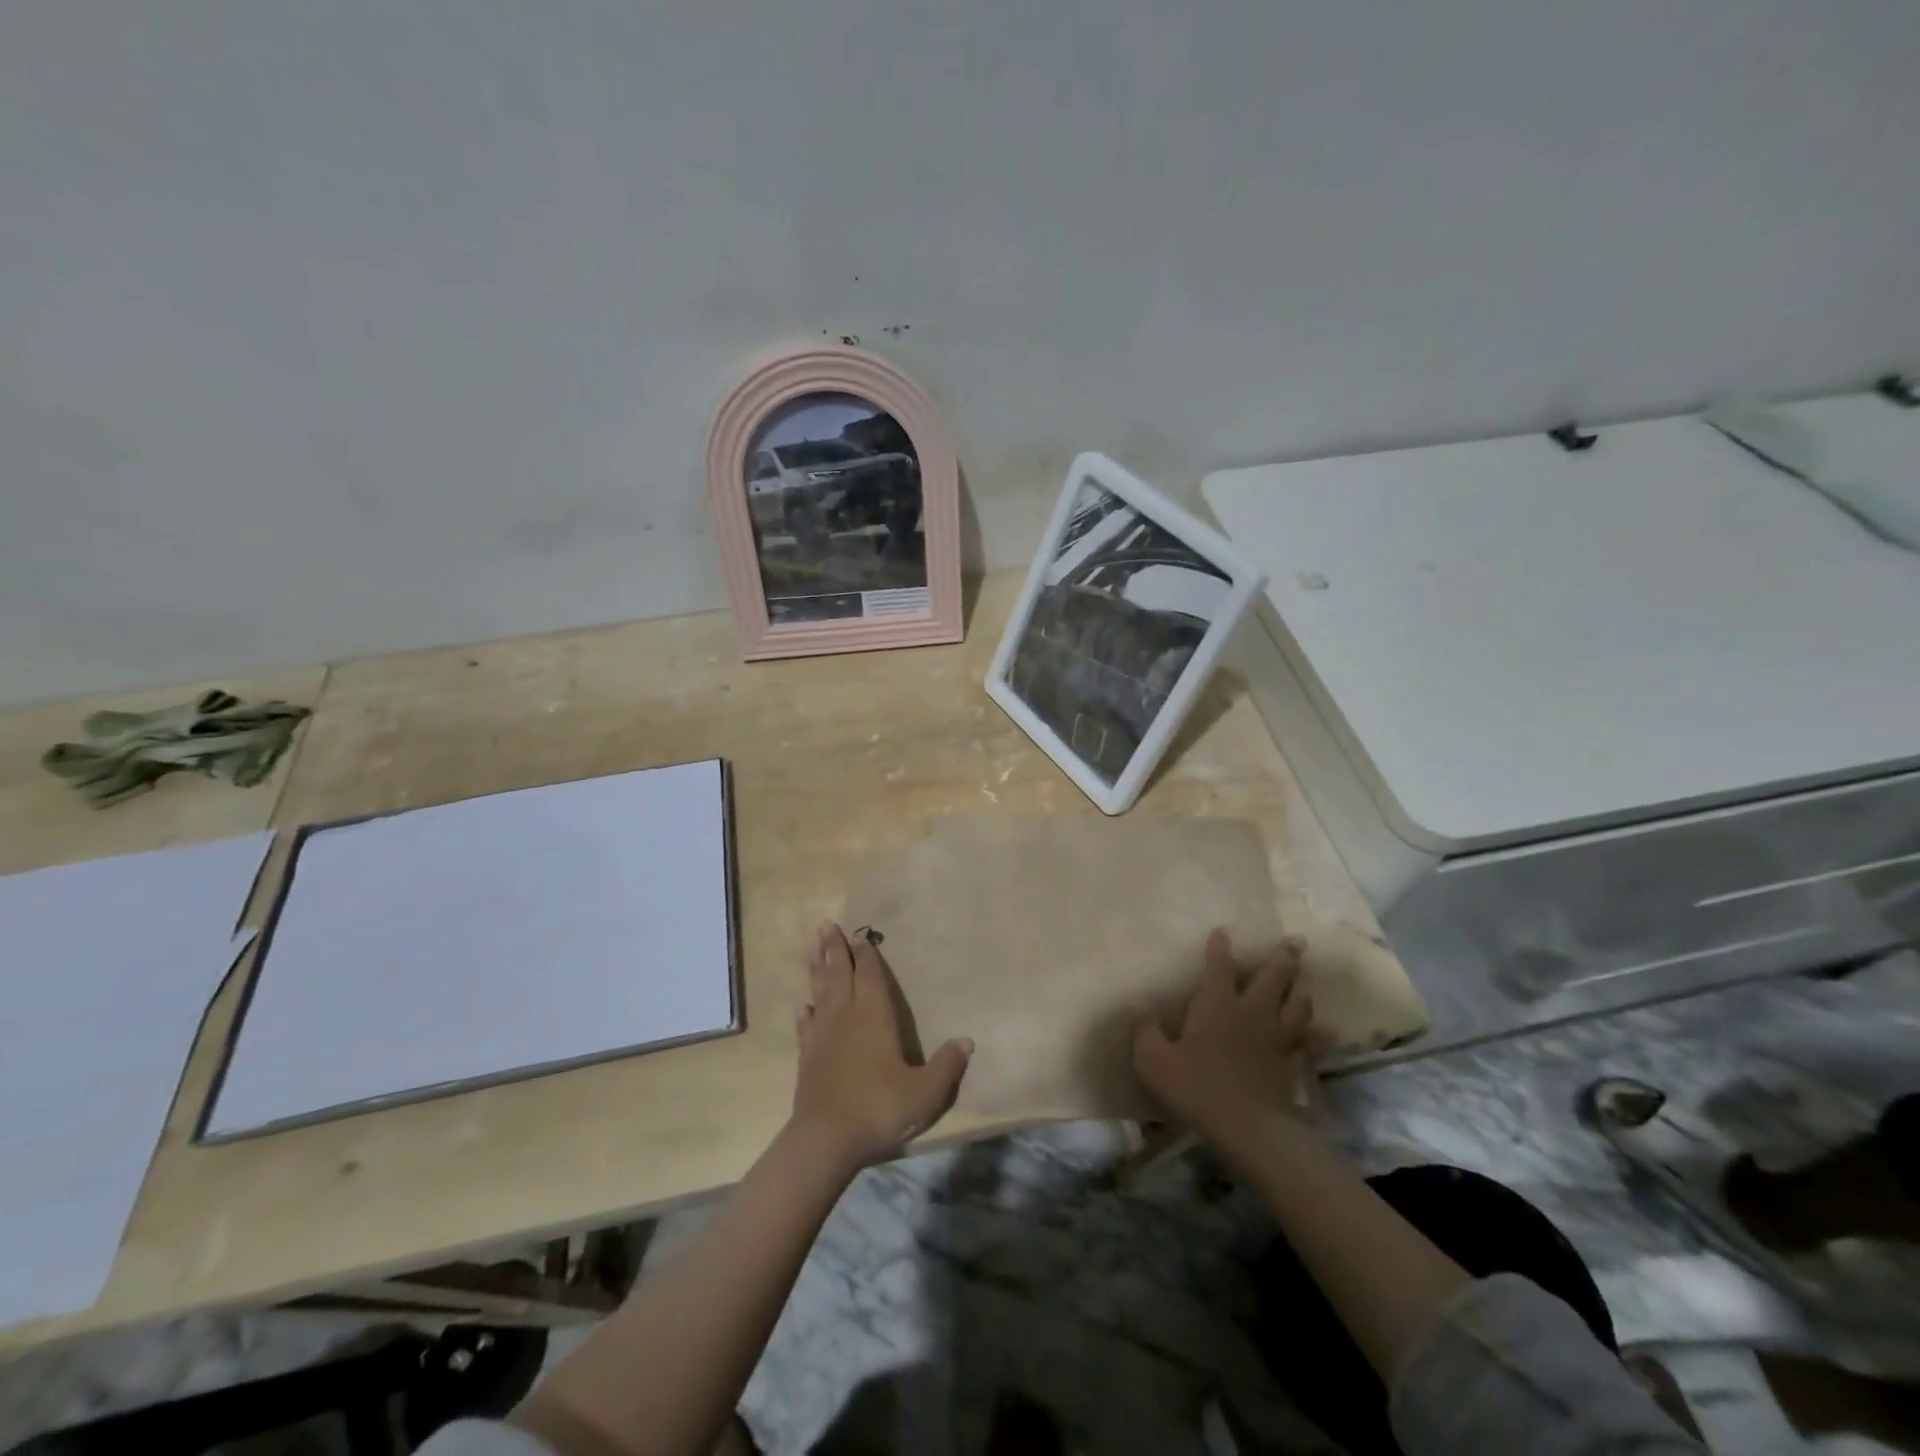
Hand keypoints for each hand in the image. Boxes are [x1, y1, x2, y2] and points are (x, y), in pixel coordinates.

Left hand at [792, 923, 971, 1170]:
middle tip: (826, 924)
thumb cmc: (879, 1107)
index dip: (866, 954)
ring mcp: (822, 1036)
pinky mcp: (807, 1058)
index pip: (870, 976)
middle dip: (835, 949)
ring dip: (817, 969)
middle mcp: (845, 1017)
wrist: (826, 1140)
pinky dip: (805, 1013)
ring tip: (813, 948)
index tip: (859, 933)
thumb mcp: (925, 1091)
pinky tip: (803, 1007)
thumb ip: (947, 1065)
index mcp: (874, 1016)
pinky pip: (806, 1027)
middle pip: (839, 974)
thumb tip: (968, 1040)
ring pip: (819, 992)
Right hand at [1133, 929, 1318, 1153]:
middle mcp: (1251, 1011)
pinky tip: (1326, 1030)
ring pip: (1297, 1003)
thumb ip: (1145, 1030)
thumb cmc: (1196, 1087)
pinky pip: (1311, 1044)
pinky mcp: (1292, 1063)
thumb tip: (1140, 1006)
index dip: (1219, 948)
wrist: (1247, 1128)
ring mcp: (1277, 1037)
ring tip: (1306, 973)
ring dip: (1302, 986)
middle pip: (1273, 977)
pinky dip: (1319, 1035)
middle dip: (1282, 956)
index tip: (1222, 932)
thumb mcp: (1153, 1060)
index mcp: (1217, 1004)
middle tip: (1295, 940)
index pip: (1219, 966)